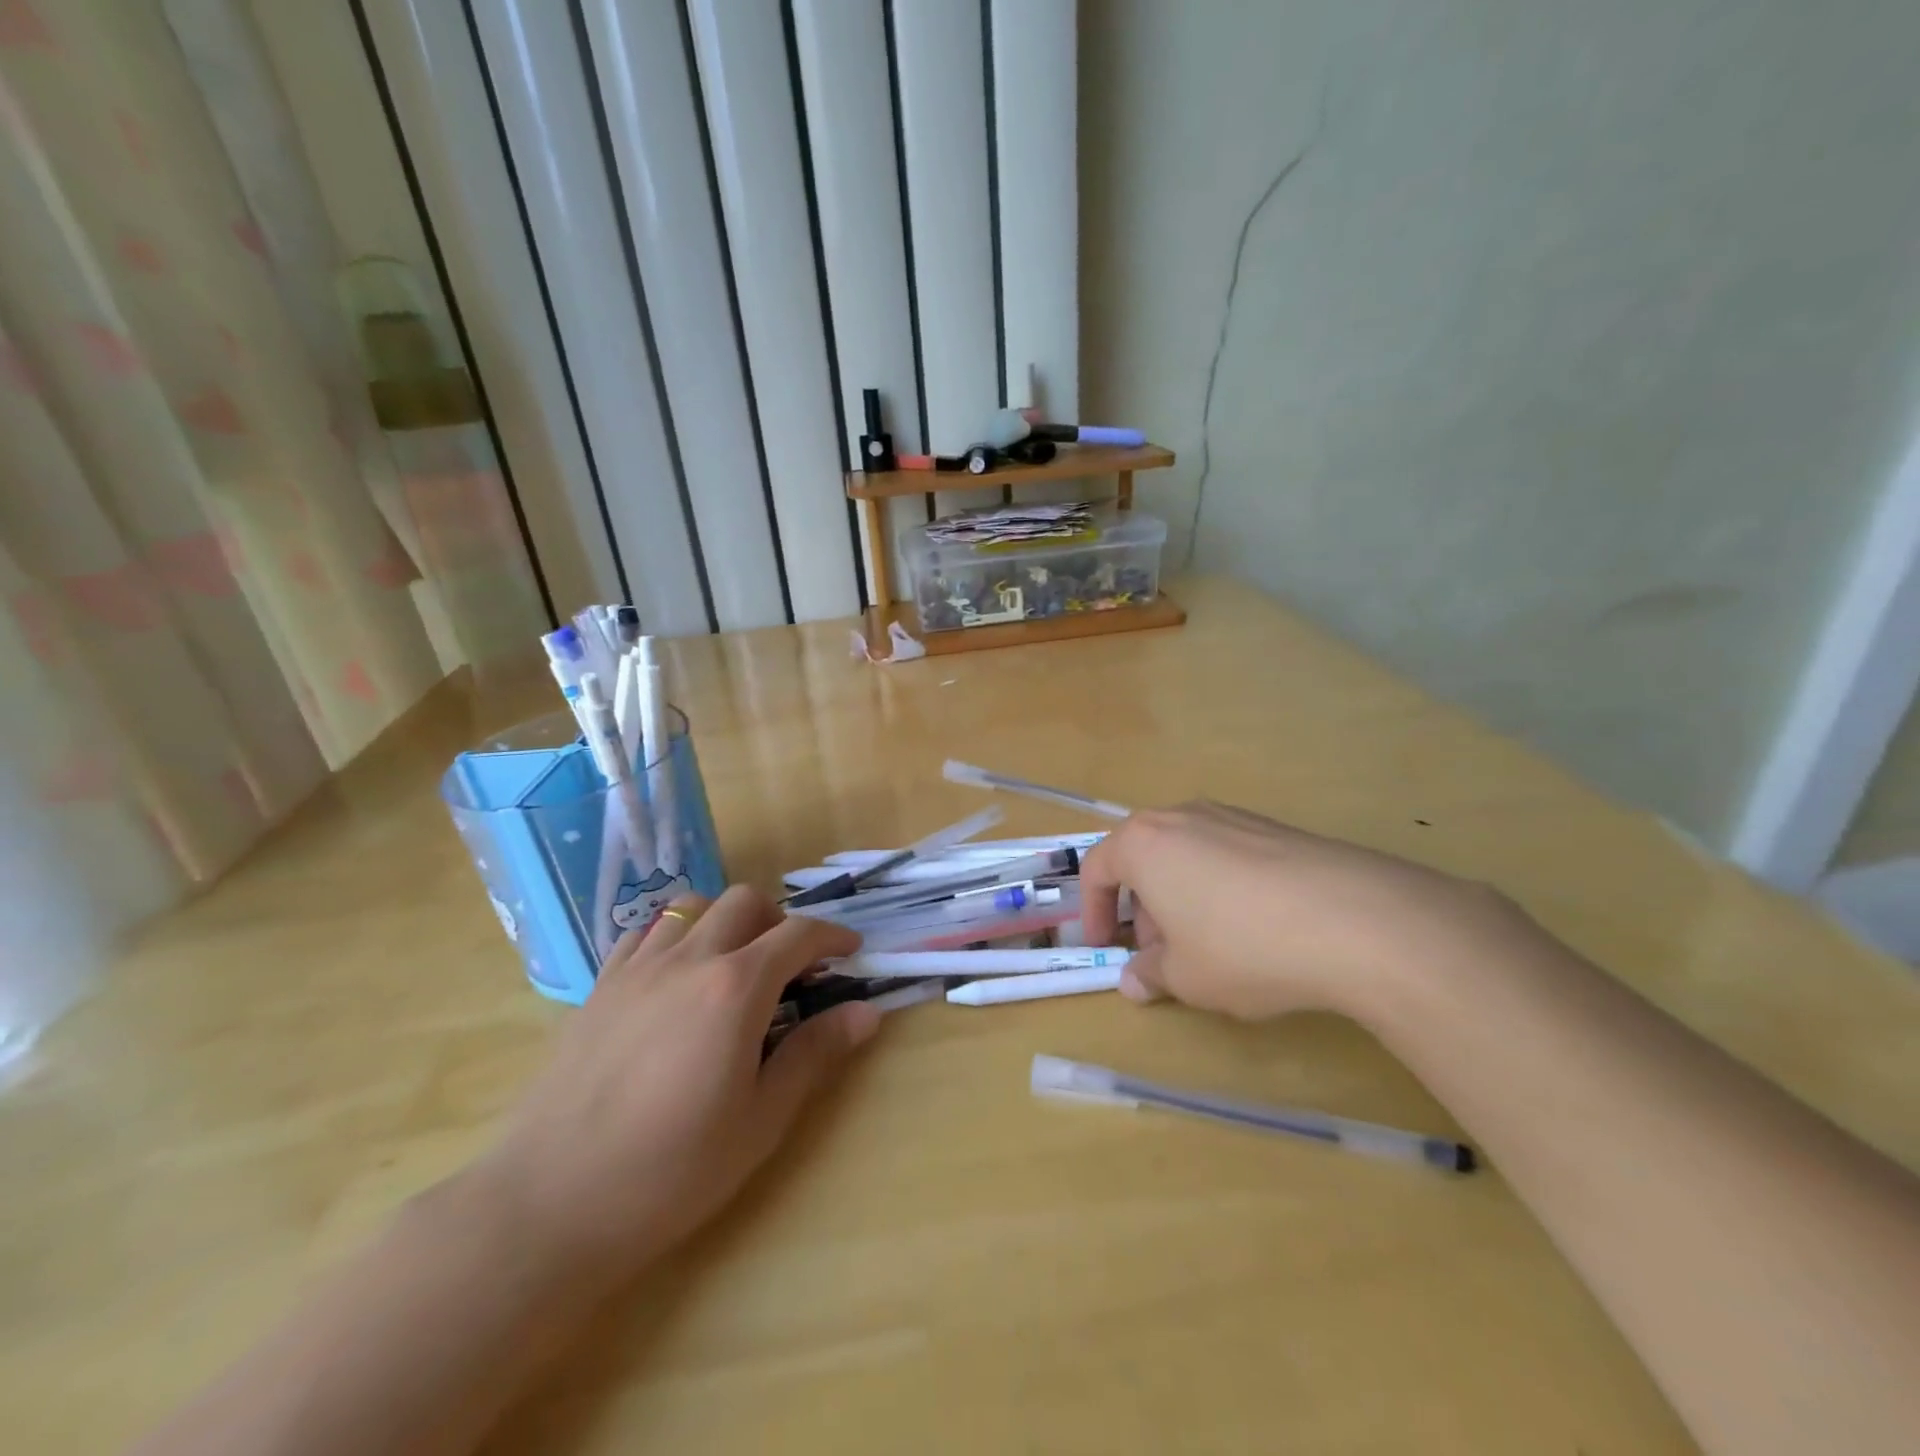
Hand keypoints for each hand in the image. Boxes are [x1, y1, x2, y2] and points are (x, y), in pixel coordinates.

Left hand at [471, 887, 873, 1291]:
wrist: (550, 1204)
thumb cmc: (672, 1170)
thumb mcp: (761, 1119)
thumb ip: (815, 1054)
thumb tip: (866, 1011)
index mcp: (736, 987)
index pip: (798, 934)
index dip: (832, 936)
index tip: (850, 951)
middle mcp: (690, 958)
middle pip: (745, 902)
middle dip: (779, 920)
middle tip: (791, 964)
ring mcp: (638, 968)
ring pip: (692, 906)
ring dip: (726, 921)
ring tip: (734, 964)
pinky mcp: (599, 987)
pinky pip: (645, 933)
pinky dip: (674, 936)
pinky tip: (675, 977)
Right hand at [1081, 802, 1522, 1021]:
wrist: (1355, 919)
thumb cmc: (1242, 947)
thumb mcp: (1186, 977)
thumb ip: (1150, 975)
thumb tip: (1134, 981)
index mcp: (1143, 843)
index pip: (1097, 870)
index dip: (1093, 912)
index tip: (1104, 946)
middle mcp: (1181, 817)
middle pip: (1143, 859)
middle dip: (1142, 908)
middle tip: (1159, 954)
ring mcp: (1231, 817)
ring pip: (1186, 856)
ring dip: (1181, 898)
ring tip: (1207, 945)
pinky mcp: (1274, 828)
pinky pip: (1226, 856)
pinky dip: (1220, 888)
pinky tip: (1253, 928)